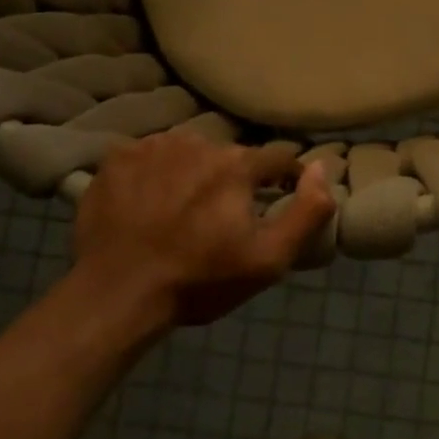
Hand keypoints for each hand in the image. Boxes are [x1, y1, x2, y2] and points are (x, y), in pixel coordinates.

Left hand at [70, 130, 334, 330]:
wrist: (115, 296)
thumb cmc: (199, 280)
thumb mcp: (269, 259)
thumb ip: (307, 211)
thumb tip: (323, 168)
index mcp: (237, 165)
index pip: (277, 159)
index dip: (285, 178)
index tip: (281, 197)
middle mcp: (198, 142)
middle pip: (231, 155)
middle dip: (235, 179)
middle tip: (222, 216)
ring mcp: (153, 147)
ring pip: (189, 151)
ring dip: (195, 172)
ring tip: (183, 208)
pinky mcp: (117, 159)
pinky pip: (150, 155)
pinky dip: (155, 172)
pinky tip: (148, 201)